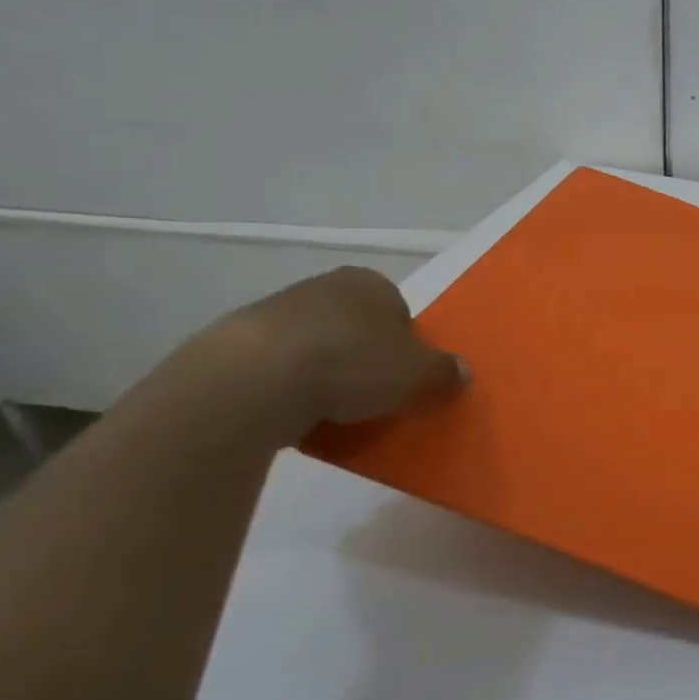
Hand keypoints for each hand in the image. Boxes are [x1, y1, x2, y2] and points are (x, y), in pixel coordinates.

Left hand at [204, 266, 469, 436]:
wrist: (254, 380)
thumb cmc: (352, 363)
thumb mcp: (418, 373)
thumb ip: (444, 371)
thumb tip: (462, 371)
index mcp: (370, 282)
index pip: (399, 311)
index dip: (407, 346)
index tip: (405, 378)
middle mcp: (324, 287)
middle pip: (358, 328)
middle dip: (366, 359)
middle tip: (374, 397)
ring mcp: (276, 313)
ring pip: (318, 348)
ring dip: (326, 376)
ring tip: (334, 413)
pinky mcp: (236, 345)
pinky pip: (280, 371)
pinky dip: (290, 391)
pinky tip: (296, 417)